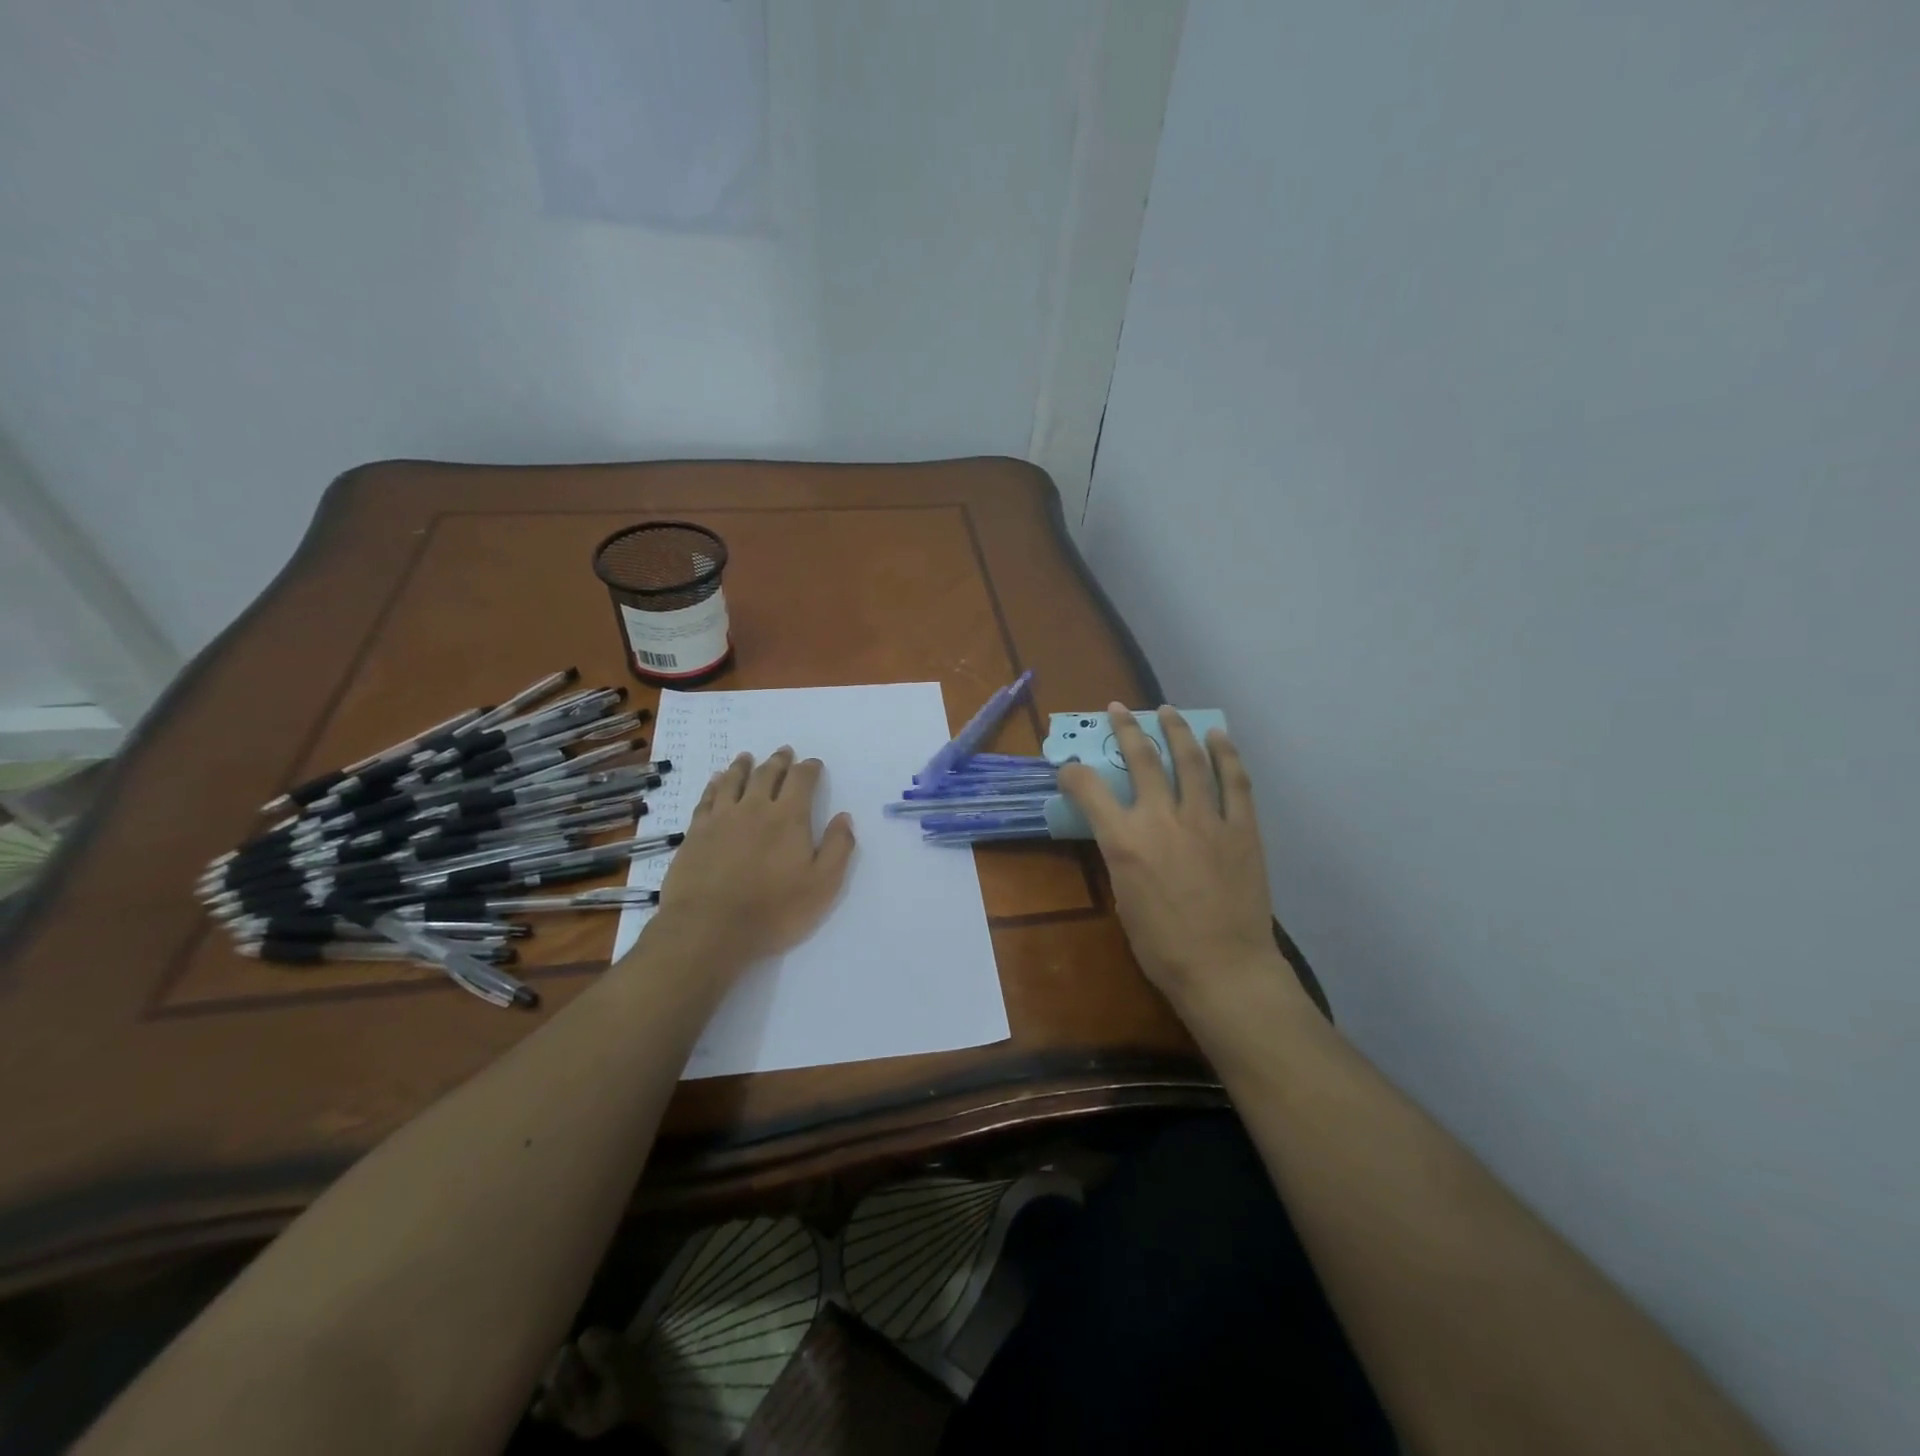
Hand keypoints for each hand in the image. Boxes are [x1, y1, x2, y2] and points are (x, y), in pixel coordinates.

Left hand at [634, 748, 855, 974]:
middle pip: (768, 774)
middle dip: (779, 761)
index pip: (802, 780)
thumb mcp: (822, 885)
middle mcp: (755, 808)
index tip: (813, 764)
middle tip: (784, 752)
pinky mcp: (696, 832)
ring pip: (734, 780)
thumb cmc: (773, 910)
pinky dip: (715, 785)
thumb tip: (844, 817)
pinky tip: (716, 781)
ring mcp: (721, 818)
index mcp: (789, 817)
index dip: (809, 768)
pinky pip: (707, 798)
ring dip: (744, 766)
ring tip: (747, 757)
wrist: (709, 929)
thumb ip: (837, 848)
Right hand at [1058, 705, 1289, 1008]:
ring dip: (1175, 729)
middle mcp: (1161, 818)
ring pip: (1189, 759)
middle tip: (1118, 709)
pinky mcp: (1241, 827)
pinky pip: (1234, 781)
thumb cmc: (1162, 946)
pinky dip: (1225, 754)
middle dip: (1125, 728)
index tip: (1070, 768)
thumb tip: (1124, 835)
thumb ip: (1121, 855)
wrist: (1224, 968)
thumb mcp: (1123, 898)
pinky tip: (1217, 737)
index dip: (1074, 773)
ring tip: (1167, 710)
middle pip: (1141, 758)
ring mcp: (1206, 819)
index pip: (1089, 789)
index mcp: (1124, 841)